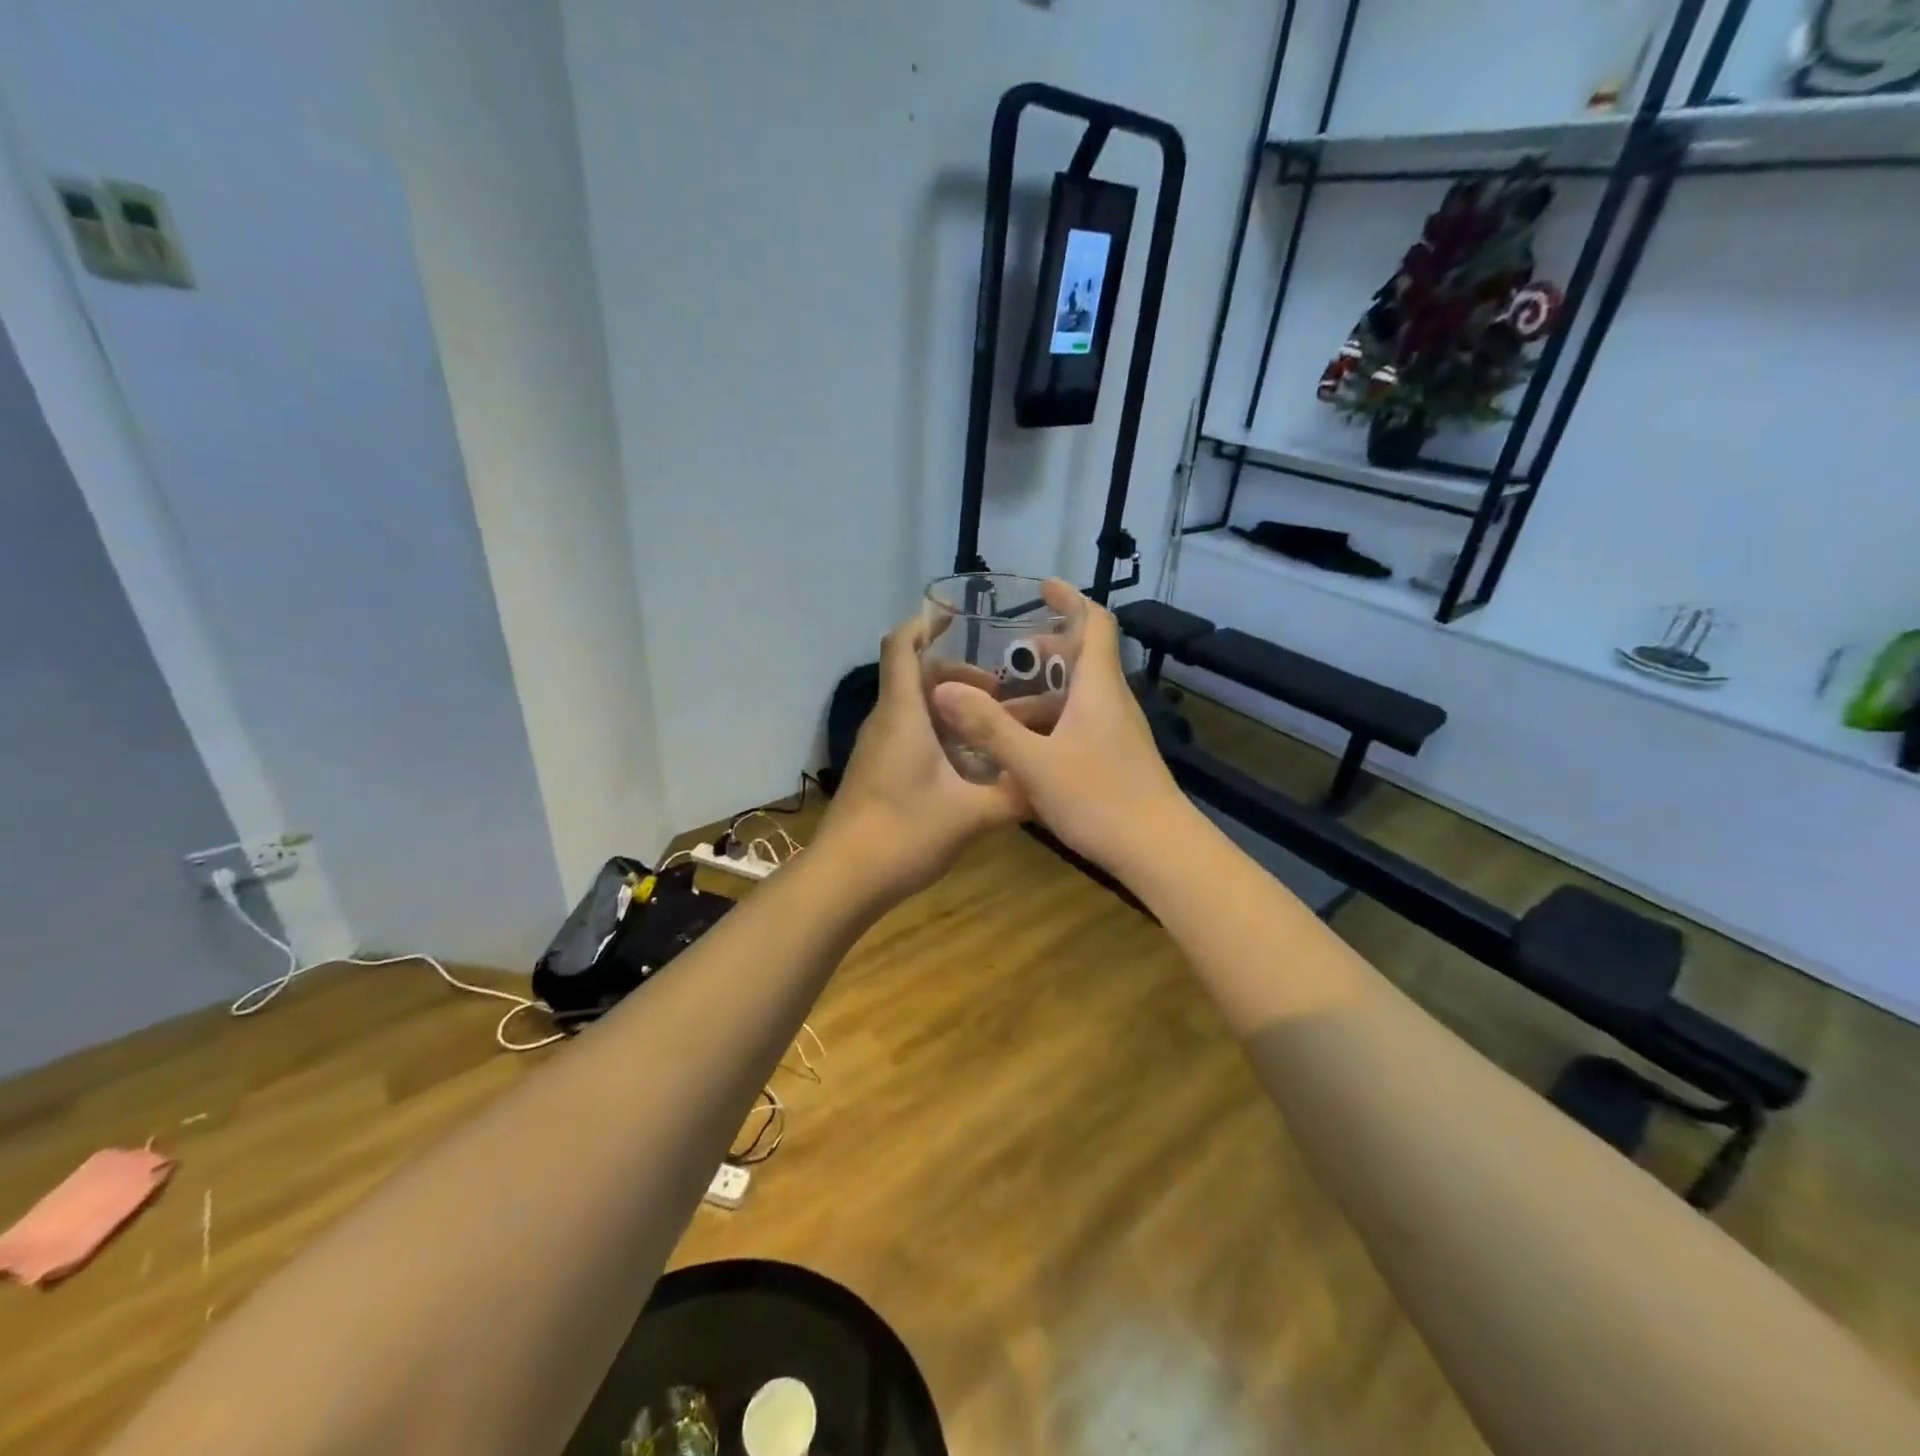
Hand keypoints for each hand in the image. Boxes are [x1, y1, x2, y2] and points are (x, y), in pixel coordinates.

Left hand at [812, 613, 1029, 903]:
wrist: (845, 878)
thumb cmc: (904, 832)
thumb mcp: (971, 814)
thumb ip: (1014, 796)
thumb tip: (1052, 783)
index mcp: (903, 714)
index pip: (901, 646)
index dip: (924, 624)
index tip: (956, 618)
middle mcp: (887, 722)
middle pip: (916, 677)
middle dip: (958, 676)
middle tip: (1000, 693)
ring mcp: (879, 748)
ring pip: (915, 710)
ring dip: (951, 709)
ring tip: (993, 727)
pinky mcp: (879, 772)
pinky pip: (910, 736)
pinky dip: (940, 735)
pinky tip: (972, 765)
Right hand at [930, 581, 1188, 874]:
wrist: (1158, 850)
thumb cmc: (1099, 799)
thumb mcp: (1034, 764)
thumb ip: (989, 727)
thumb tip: (944, 691)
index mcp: (1098, 687)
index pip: (1095, 623)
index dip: (1070, 599)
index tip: (1041, 588)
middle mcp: (1111, 701)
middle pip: (1081, 659)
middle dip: (1042, 653)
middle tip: (1004, 660)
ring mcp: (1117, 731)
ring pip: (1076, 697)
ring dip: (1038, 697)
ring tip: (995, 715)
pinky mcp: (1116, 757)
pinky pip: (1079, 725)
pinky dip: (1049, 724)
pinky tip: (1020, 752)